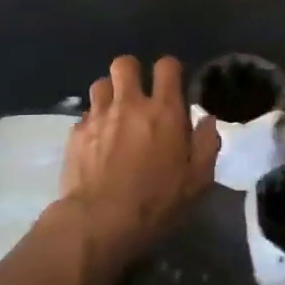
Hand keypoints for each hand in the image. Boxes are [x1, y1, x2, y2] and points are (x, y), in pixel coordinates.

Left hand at [60, 55, 218, 267]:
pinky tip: (98, 141)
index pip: (167, 66)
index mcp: (164, 112)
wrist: (100, 221)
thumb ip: (206, 145)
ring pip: (101, 84)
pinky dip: (94, 121)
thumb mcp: (197, 181)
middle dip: (132, 72)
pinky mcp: (76, 133)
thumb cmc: (156, 202)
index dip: (170, 69)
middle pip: (125, 64)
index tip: (172, 84)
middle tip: (138, 94)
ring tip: (116, 114)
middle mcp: (130, 104)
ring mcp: (99, 117)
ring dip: (110, 93)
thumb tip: (208, 120)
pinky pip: (86, 114)